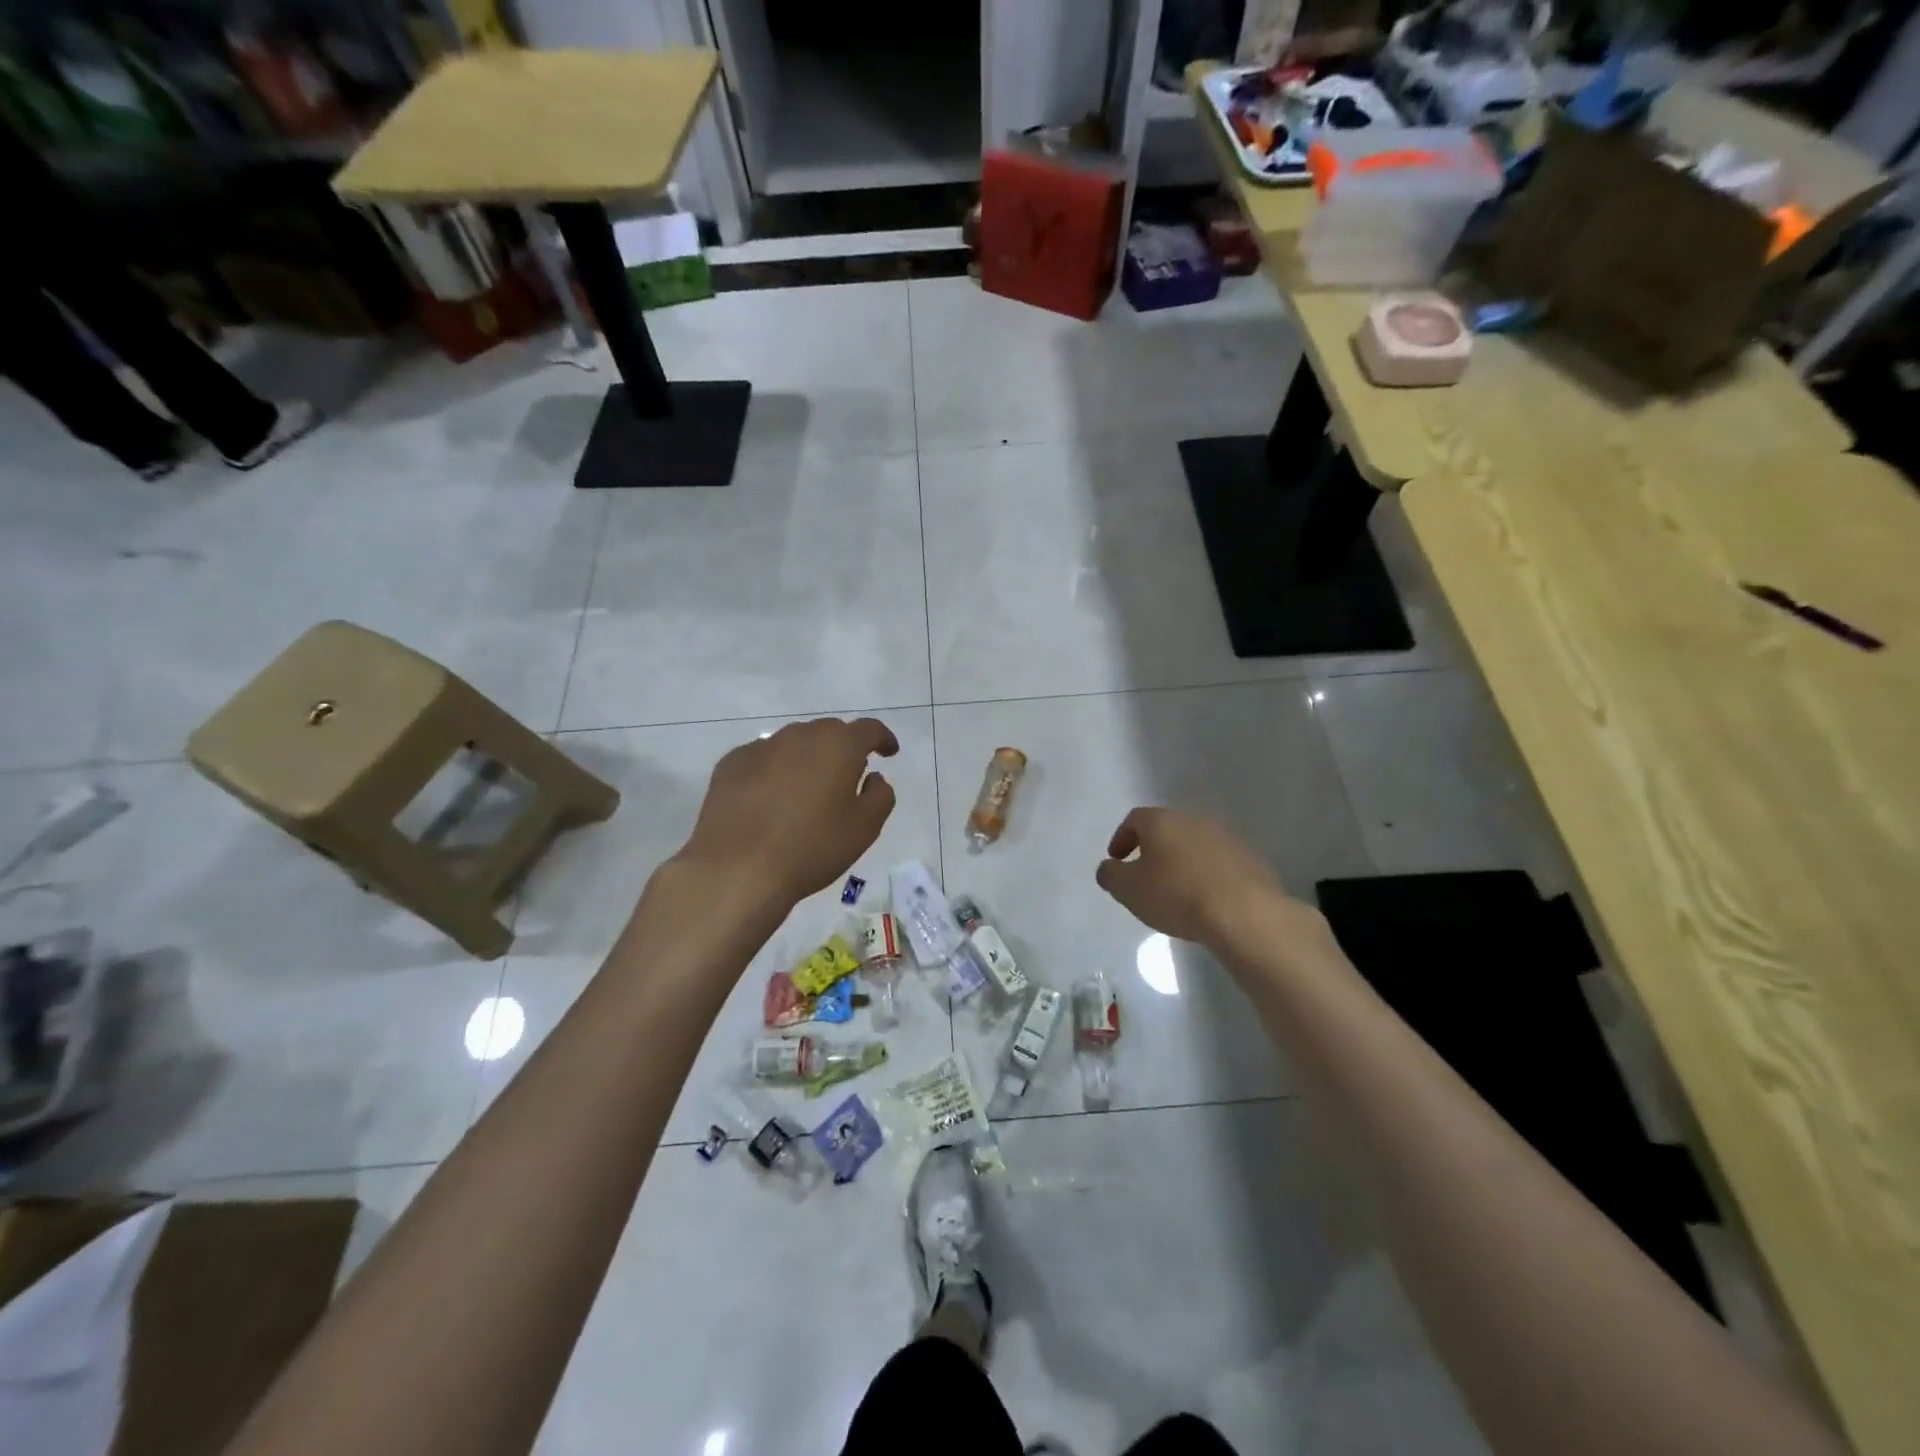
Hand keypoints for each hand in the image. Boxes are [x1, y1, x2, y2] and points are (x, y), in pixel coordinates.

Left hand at [678, 717, 898, 907]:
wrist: (737, 869)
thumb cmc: (811, 848)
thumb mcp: (865, 828)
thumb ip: (880, 795)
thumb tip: (872, 777)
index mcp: (838, 746)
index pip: (868, 729)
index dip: (883, 739)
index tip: (888, 753)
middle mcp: (799, 736)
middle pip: (829, 732)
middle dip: (843, 748)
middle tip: (848, 776)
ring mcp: (760, 747)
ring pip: (794, 743)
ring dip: (808, 758)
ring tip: (808, 789)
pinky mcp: (730, 764)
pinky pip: (763, 759)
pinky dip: (775, 771)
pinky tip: (771, 799)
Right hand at [1095, 807, 1291, 944]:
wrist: (1243, 913)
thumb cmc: (1176, 895)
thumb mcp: (1128, 889)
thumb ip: (1111, 875)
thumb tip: (1109, 868)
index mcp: (1162, 821)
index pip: (1134, 819)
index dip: (1121, 838)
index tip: (1117, 860)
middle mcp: (1194, 821)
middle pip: (1167, 830)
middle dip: (1153, 850)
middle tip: (1145, 876)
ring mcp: (1226, 838)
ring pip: (1194, 846)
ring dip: (1181, 863)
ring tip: (1176, 891)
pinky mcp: (1250, 860)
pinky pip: (1219, 864)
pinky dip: (1207, 876)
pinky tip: (1205, 900)